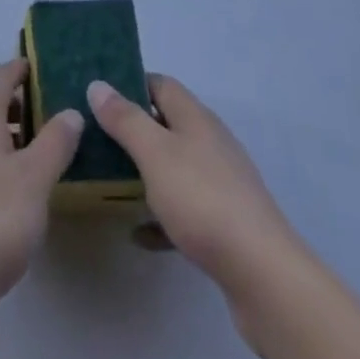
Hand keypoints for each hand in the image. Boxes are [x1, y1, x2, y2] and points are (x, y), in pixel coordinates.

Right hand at [87, 74, 296, 299]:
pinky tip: (139, 234)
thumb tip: (98, 84)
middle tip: (96, 139)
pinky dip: (161, 215)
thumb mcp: (155, 154)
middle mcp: (210, 142)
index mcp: (195, 118)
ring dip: (145, 172)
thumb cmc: (203, 200)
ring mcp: (221, 182)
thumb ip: (125, 119)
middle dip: (133, 129)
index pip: (160, 84)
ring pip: (175, 166)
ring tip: (110, 181)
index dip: (129, 84)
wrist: (263, 274)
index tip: (98, 97)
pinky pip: (185, 208)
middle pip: (166, 124)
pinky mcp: (225, 222)